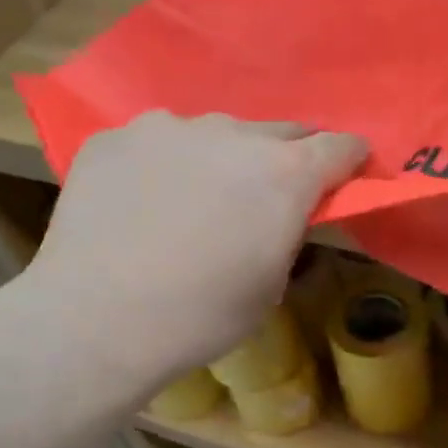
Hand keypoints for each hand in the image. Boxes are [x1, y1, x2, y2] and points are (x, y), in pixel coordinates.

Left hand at [8, 112, 366, 399]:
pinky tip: (143, 205)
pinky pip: (157, 144)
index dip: (349, 159)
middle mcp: (231, 134)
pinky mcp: (114, 137)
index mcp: (283, 175)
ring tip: (195, 202)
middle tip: (270, 195)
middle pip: (278, 132)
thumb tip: (281, 212)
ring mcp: (167, 128)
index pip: (337, 146)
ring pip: (213, 135)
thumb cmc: (201, 316)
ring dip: (220, 160)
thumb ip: (286, 233)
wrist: (98, 319)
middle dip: (286, 158)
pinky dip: (164, 166)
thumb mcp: (270, 285)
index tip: (348, 173)